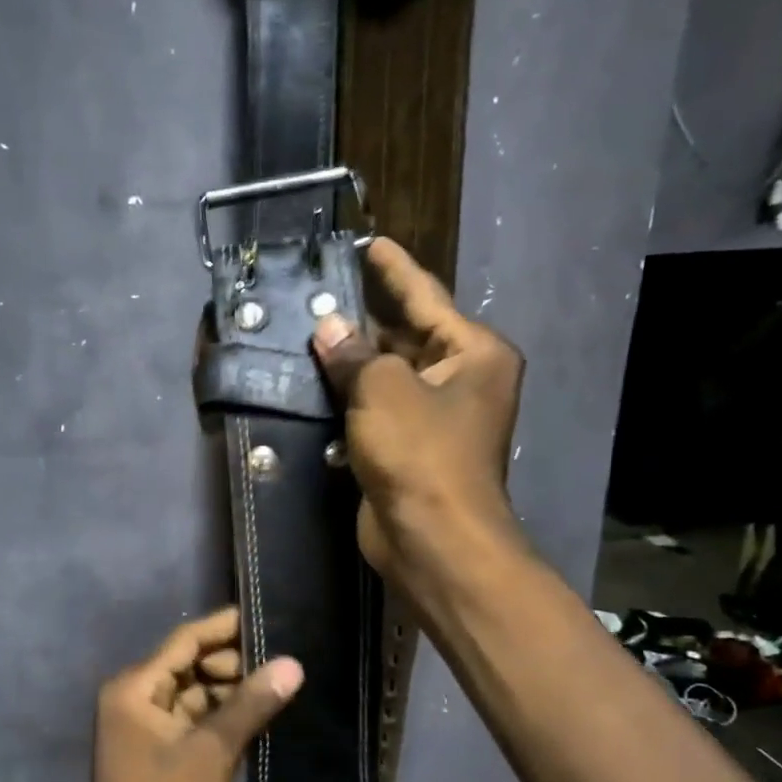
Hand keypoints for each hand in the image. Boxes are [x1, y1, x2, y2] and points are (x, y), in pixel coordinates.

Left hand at [85, 607, 302, 781]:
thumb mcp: (212, 752)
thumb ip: (251, 704)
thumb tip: (293, 662)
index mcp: (133, 689)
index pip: (184, 641)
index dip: (225, 627)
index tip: (267, 617)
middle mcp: (133, 701)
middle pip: (188, 666)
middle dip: (232, 663)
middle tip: (283, 658)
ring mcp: (143, 731)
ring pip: (193, 696)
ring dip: (230, 693)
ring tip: (280, 685)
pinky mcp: (158, 757)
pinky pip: (193, 723)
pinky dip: (221, 720)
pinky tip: (259, 718)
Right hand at [312, 238, 528, 608]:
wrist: (432, 538)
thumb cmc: (421, 454)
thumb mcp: (383, 390)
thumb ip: (354, 353)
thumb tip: (328, 329)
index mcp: (474, 353)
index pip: (426, 297)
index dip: (394, 270)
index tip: (368, 243)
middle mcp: (462, 381)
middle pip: (407, 338)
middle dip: (364, 321)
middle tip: (319, 295)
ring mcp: (436, 419)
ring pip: (387, 378)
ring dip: (352, 364)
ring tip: (307, 334)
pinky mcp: (410, 451)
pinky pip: (376, 412)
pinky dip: (350, 401)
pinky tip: (313, 386)